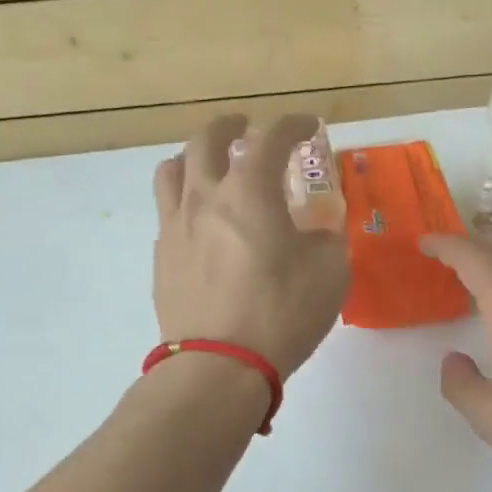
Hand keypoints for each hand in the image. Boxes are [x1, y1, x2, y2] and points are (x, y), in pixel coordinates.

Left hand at [153, 114, 349, 376]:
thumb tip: (315, 231)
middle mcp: (205, 197)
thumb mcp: (330, 273)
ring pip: (172, 170)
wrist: (218, 366)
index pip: (271, 138)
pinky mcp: (162, 257)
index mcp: (249, 192)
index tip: (308, 126)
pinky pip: (168, 211)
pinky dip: (186, 200)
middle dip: (230, 126)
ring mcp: (175, 226)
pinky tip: (202, 222)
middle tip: (247, 128)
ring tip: (210, 167)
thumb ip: (326, 239)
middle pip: (206, 140)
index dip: (293, 125)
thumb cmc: (281, 313)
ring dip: (194, 157)